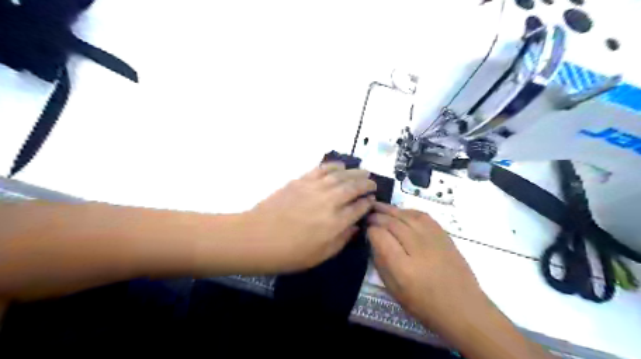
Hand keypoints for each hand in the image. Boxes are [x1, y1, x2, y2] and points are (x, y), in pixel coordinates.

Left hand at [244, 162, 375, 271]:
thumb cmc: (289, 253)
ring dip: (355, 172)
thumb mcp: (320, 256)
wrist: (257, 238)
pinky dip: (334, 166)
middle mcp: (329, 202)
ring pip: (341, 176)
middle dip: (366, 184)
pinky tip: (341, 165)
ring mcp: (315, 188)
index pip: (359, 208)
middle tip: (373, 183)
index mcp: (336, 223)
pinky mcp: (301, 181)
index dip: (368, 203)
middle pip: (354, 188)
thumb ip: (341, 240)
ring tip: (364, 172)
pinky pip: (322, 169)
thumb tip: (355, 227)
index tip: (373, 201)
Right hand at [368, 203, 488, 331]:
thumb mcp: (394, 290)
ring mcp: (433, 239)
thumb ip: (381, 263)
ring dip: (390, 209)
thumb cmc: (425, 305)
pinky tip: (401, 212)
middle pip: (392, 223)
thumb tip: (374, 241)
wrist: (463, 307)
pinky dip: (408, 211)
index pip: (380, 236)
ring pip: (406, 215)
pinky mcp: (443, 235)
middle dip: (377, 217)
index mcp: (403, 267)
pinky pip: (422, 215)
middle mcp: (417, 248)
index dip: (370, 230)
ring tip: (379, 206)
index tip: (366, 231)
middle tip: (368, 216)